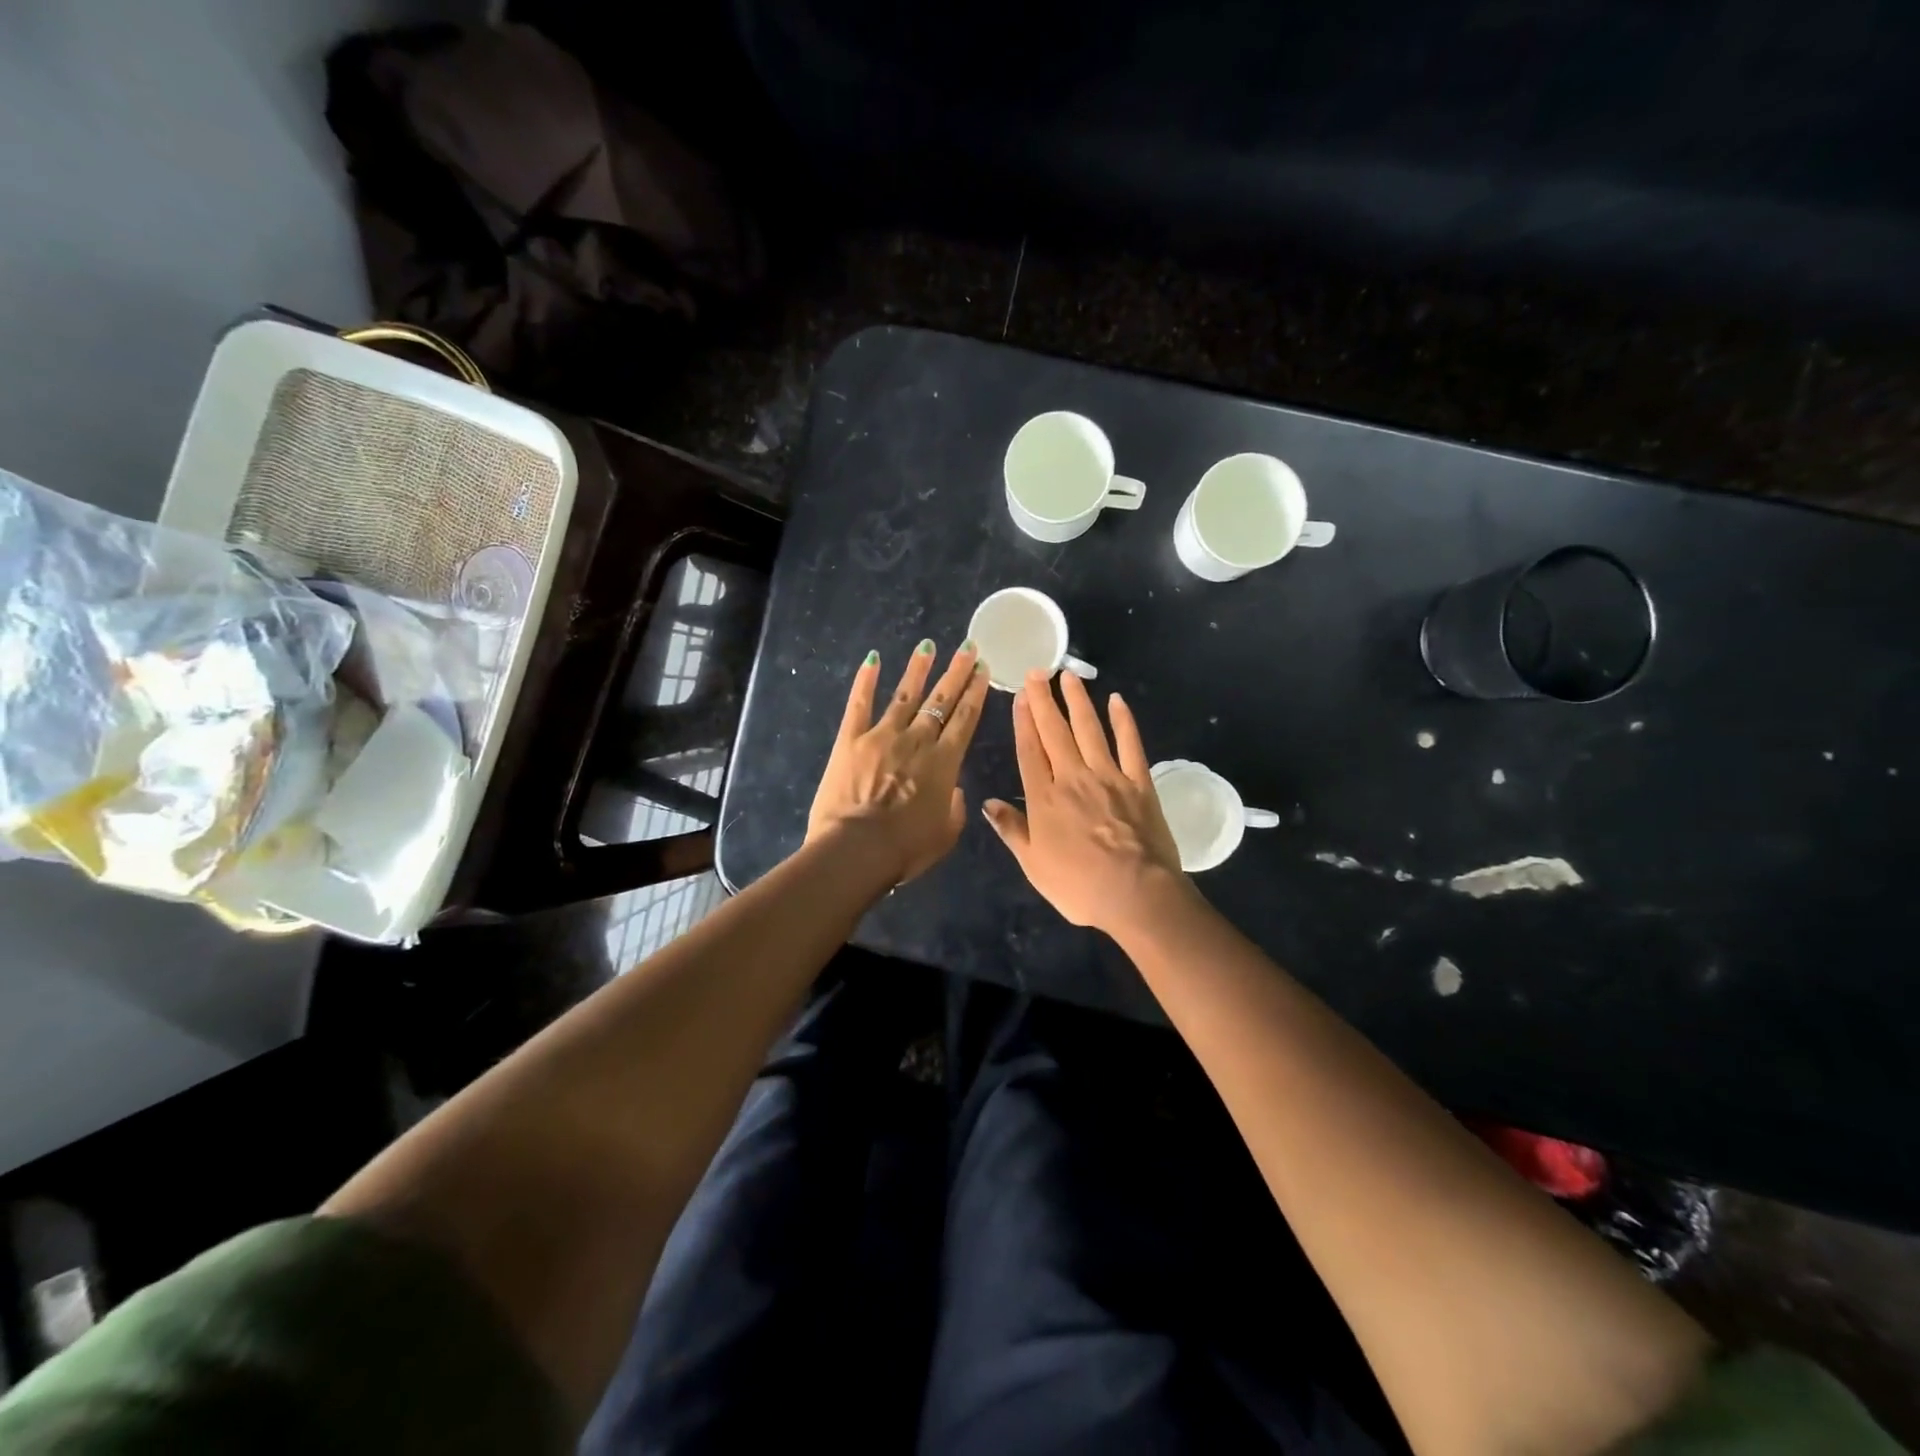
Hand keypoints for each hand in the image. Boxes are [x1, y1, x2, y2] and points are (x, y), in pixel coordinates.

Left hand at [808, 640, 990, 883]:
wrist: (857, 849)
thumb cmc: (906, 849)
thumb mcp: (945, 834)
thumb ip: (955, 808)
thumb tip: (954, 790)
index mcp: (944, 763)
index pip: (965, 719)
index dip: (975, 692)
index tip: (982, 670)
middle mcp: (917, 741)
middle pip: (941, 700)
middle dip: (956, 672)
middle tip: (968, 647)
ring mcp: (882, 736)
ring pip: (905, 695)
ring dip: (918, 669)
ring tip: (927, 645)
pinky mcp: (850, 740)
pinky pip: (859, 704)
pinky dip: (865, 681)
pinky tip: (872, 659)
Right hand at [982, 669, 1186, 934]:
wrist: (1136, 893)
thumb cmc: (1078, 886)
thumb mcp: (1034, 865)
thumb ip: (1012, 830)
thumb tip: (988, 803)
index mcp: (1044, 799)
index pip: (1029, 750)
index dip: (1023, 720)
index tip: (1019, 695)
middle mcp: (1072, 778)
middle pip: (1055, 732)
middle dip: (1044, 700)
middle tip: (1037, 671)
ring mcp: (1108, 776)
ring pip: (1089, 729)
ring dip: (1078, 701)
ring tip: (1068, 676)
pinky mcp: (1139, 782)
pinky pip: (1130, 744)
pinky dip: (1124, 721)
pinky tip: (1117, 701)